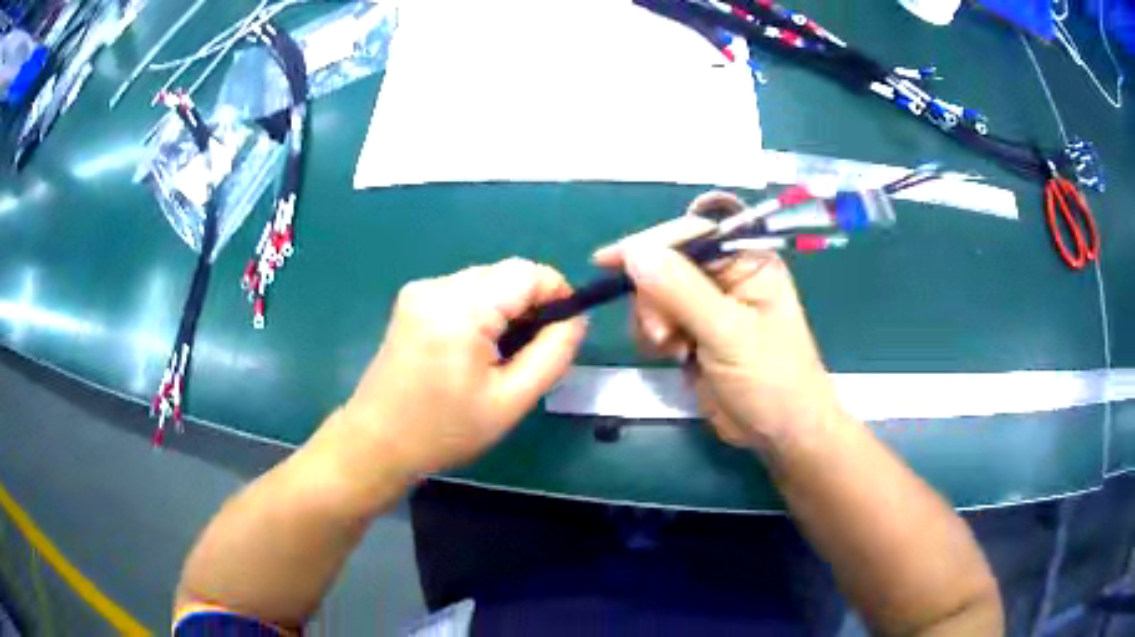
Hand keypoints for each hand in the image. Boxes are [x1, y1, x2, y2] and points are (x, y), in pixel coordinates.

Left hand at [330, 258, 587, 479]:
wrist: (377, 441)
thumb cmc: (444, 430)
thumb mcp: (511, 400)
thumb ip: (553, 353)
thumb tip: (576, 318)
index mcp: (461, 309)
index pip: (527, 273)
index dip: (557, 293)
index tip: (565, 330)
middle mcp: (438, 286)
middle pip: (506, 274)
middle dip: (531, 304)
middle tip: (533, 351)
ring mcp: (421, 290)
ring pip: (487, 281)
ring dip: (507, 309)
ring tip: (503, 355)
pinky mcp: (412, 300)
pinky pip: (464, 291)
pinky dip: (483, 311)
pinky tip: (477, 348)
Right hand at [593, 192, 843, 453]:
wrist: (779, 434)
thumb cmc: (770, 380)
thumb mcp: (728, 334)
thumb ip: (681, 291)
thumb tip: (635, 252)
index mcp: (748, 261)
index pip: (691, 233)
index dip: (649, 244)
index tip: (608, 262)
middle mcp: (727, 275)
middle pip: (666, 263)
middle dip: (654, 297)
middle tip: (664, 335)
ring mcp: (709, 305)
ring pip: (656, 293)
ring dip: (652, 321)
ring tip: (673, 350)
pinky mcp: (695, 332)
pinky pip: (657, 320)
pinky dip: (653, 337)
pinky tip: (673, 357)